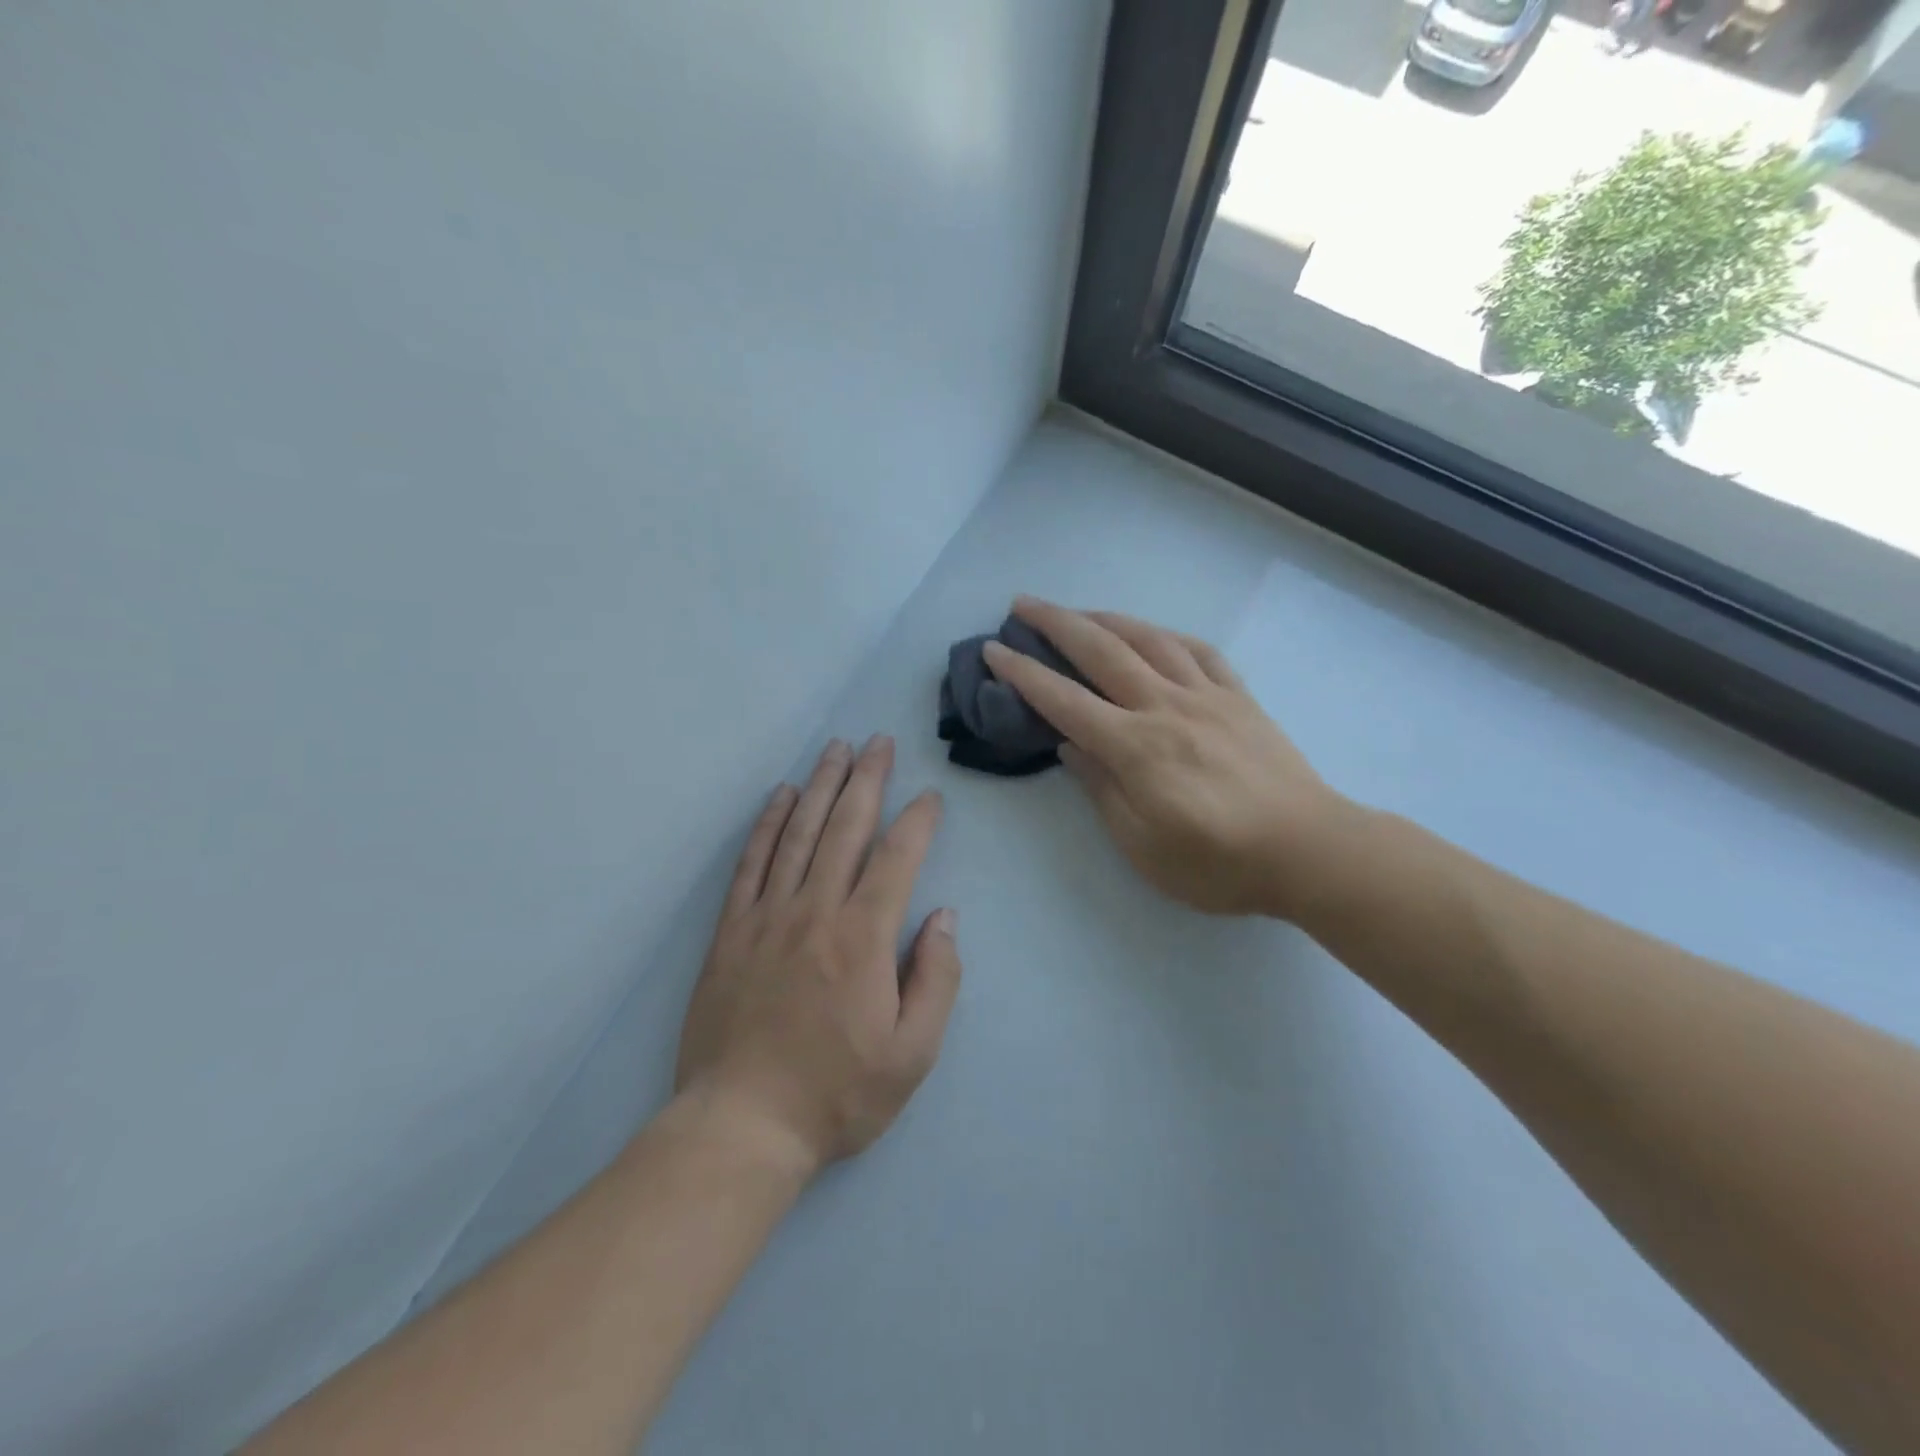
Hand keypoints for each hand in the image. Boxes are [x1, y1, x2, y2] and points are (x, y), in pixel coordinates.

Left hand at [674, 736, 960, 1178]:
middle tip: (879, 742)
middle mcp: (815, 911)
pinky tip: (780, 796)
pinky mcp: (731, 931)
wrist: (742, 1125)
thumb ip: (937, 979)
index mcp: (863, 937)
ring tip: (835, 750)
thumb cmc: (837, 1093)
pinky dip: (767, 824)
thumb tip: (944, 917)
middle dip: (867, 779)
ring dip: (820, 786)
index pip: (897, 858)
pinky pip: (751, 863)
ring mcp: (767, 916)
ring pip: (798, 833)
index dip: (918, 821)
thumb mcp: (913, 1053)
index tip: (931, 797)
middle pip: (845, 828)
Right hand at [982, 598, 1351, 919]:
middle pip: (1102, 652)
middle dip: (1056, 623)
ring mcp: (1207, 696)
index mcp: (1135, 747)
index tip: (994, 651)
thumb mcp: (1143, 846)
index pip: (1064, 701)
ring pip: (1149, 640)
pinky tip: (1154, 635)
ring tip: (1079, 611)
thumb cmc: (1218, 862)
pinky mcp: (1240, 699)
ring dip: (1107, 619)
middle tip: (1022, 604)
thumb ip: (1102, 790)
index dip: (1024, 674)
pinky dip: (1168, 636)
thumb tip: (1070, 746)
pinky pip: (1200, 652)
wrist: (1309, 851)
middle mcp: (1165, 707)